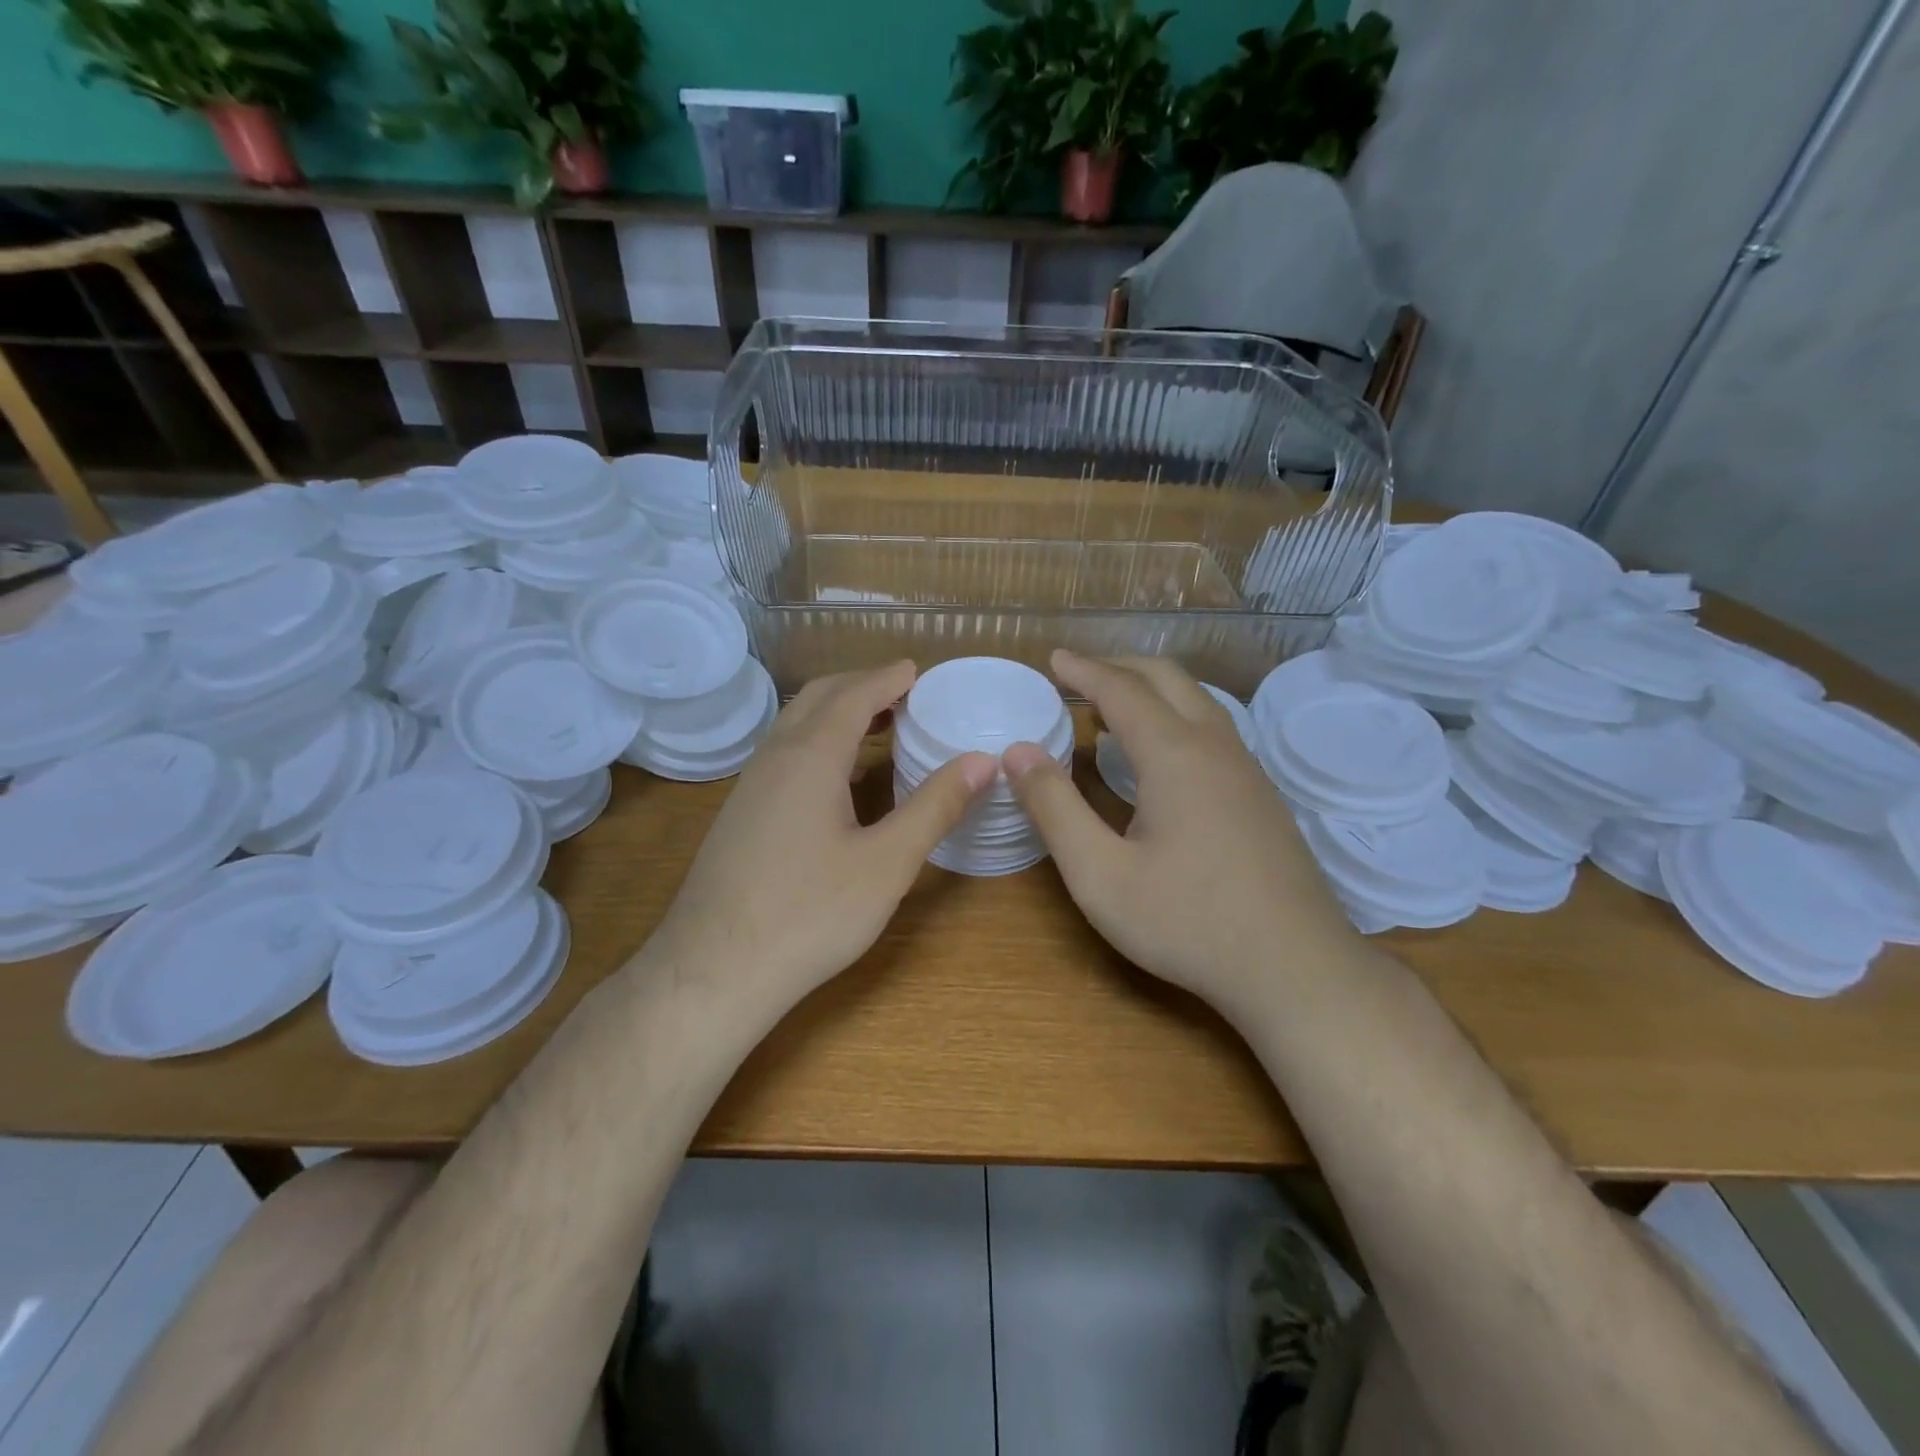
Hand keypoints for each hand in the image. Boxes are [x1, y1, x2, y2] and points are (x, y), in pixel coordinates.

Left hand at [650, 661, 994, 1012]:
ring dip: (837, 712)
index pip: (854, 694)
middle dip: (862, 686)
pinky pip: (784, 753)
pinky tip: (838, 777)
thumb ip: (935, 807)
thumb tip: (983, 761)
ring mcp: (750, 785)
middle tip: (905, 694)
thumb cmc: (809, 915)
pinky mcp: (740, 813)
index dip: (888, 678)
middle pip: (819, 698)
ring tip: (879, 726)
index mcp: (810, 756)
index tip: (919, 670)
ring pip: (796, 725)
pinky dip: (819, 741)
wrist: (712, 971)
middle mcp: (775, 757)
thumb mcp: (886, 863)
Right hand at [1004, 651, 1356, 1017]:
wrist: (1295, 969)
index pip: (1121, 690)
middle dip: (1119, 666)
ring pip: (1198, 701)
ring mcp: (1247, 770)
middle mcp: (1215, 747)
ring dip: (1152, 689)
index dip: (1083, 670)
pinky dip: (1176, 715)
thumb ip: (1054, 809)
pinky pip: (1213, 729)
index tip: (1053, 659)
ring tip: (1114, 705)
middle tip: (1078, 674)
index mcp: (1174, 754)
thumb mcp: (1099, 874)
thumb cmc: (1187, 922)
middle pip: (1167, 679)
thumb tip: (1018, 752)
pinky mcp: (1262, 797)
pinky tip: (1161, 753)